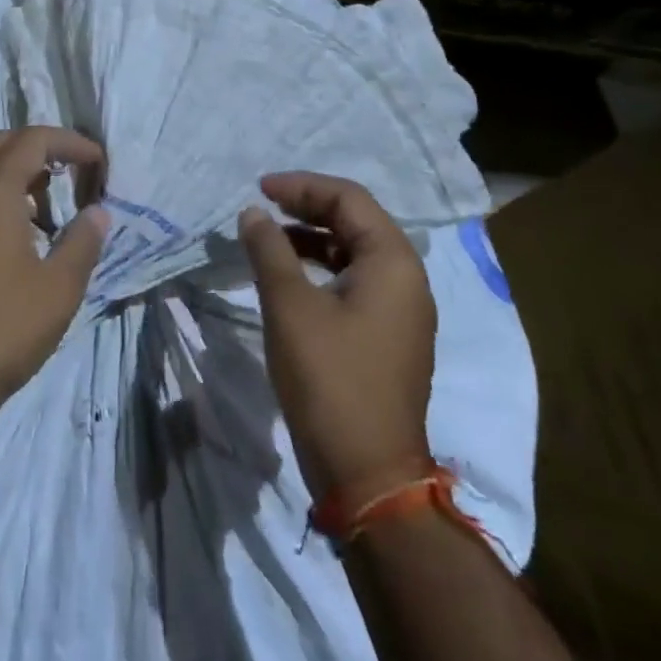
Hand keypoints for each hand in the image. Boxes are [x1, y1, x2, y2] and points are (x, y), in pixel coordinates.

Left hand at [0, 127, 109, 415]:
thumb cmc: (6, 328)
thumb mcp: (60, 286)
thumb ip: (83, 240)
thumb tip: (98, 212)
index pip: (31, 141)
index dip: (68, 142)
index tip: (97, 162)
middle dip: (31, 146)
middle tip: (62, 170)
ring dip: (6, 170)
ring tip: (41, 206)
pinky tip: (10, 235)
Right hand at [239, 171, 435, 499]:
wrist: (367, 473)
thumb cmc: (329, 379)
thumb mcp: (290, 306)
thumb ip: (269, 250)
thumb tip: (253, 214)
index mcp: (393, 263)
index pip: (349, 200)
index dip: (302, 186)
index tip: (260, 189)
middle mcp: (406, 280)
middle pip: (355, 222)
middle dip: (307, 207)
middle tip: (263, 206)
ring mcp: (400, 311)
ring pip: (354, 253)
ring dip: (311, 238)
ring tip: (268, 238)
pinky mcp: (387, 337)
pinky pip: (354, 282)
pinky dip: (320, 269)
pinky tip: (288, 278)